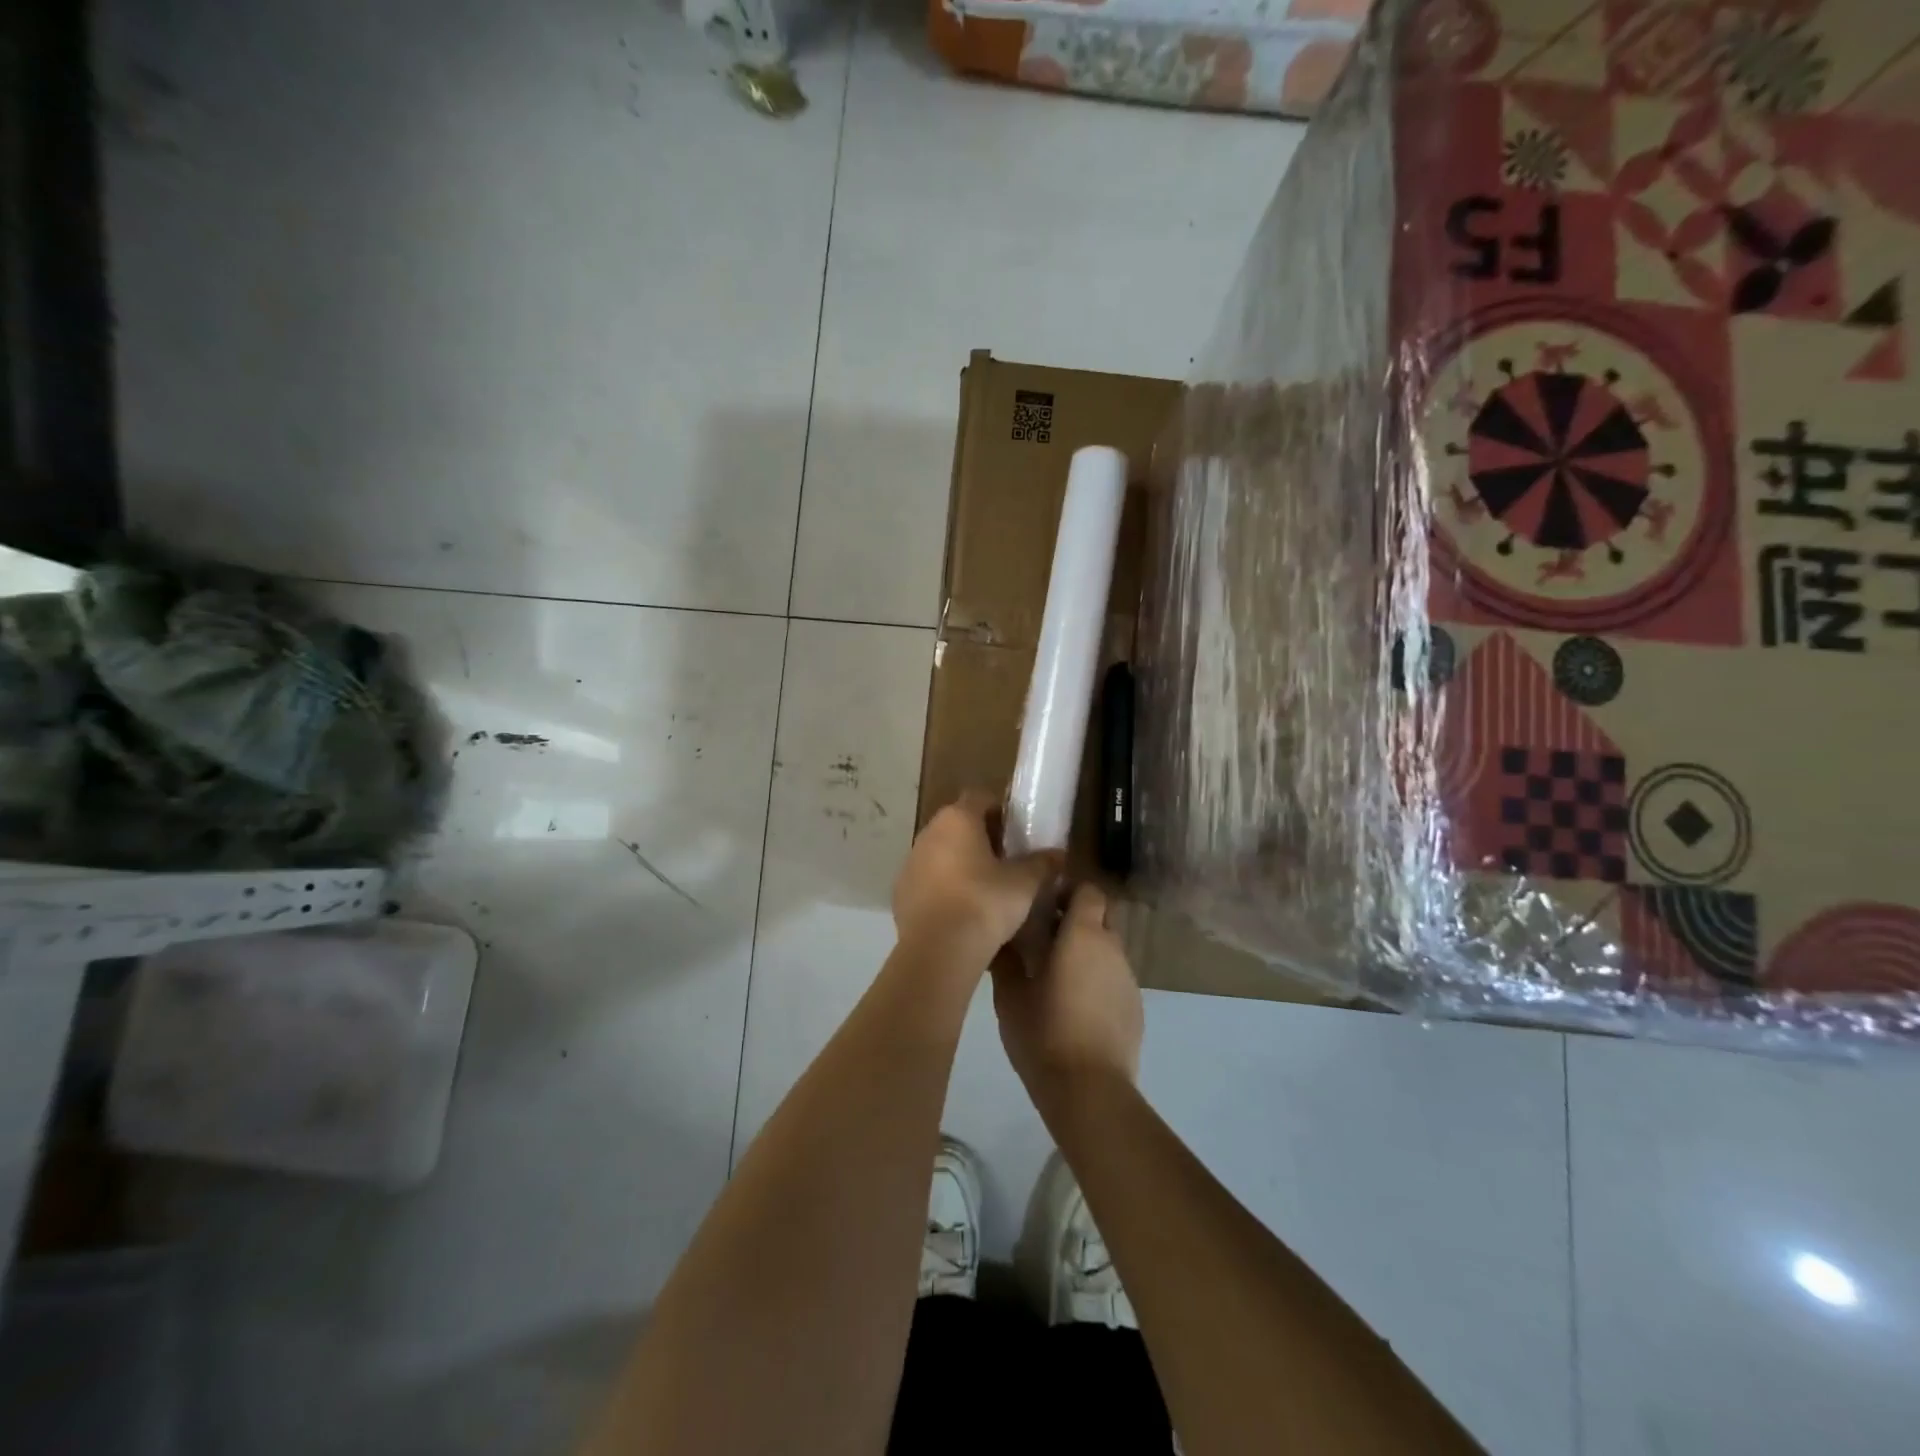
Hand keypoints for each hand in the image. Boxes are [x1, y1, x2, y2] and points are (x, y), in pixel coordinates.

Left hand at [893, 790, 1060, 962]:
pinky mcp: (900, 892)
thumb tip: (1058, 855)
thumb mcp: (1024, 884)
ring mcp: (910, 862)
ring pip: (941, 852)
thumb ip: (1042, 864)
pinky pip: (927, 880)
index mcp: (957, 819)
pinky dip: (943, 888)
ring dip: (960, 863)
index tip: (1017, 832)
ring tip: (985, 889)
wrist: (939, 950)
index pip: (980, 797)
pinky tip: (961, 911)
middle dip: (981, 838)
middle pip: (958, 824)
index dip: (1000, 811)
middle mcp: (929, 832)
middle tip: (1006, 861)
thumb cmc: (985, 903)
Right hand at [993, 882, 1142, 1109]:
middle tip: (1046, 936)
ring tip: (1057, 974)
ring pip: (1109, 948)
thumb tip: (1000, 935)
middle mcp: (1113, 948)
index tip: (1043, 901)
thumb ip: (1006, 958)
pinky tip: (1076, 1006)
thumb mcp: (1010, 995)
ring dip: (1087, 951)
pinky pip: (1115, 978)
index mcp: (1083, 934)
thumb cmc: (1044, 1033)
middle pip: (1102, 915)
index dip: (1069, 891)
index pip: (1089, 890)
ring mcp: (1129, 979)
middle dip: (1079, 917)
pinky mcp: (1136, 1007)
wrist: (1089, 1090)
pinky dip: (1098, 979)